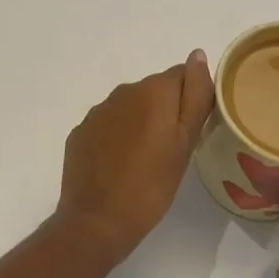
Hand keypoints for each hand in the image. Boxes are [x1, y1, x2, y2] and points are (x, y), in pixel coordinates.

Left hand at [55, 52, 214, 264]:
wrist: (96, 222)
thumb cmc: (152, 185)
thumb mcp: (186, 142)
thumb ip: (195, 94)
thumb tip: (198, 54)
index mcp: (154, 90)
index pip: (183, 75)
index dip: (191, 100)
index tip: (192, 129)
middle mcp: (124, 91)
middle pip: (156, 90)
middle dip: (166, 111)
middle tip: (172, 150)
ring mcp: (98, 111)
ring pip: (131, 107)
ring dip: (141, 123)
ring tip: (146, 160)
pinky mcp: (80, 132)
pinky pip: (108, 124)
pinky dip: (117, 137)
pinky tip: (120, 165)